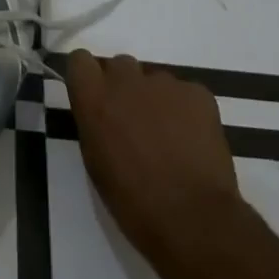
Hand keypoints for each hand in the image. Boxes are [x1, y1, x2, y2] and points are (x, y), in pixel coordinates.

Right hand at [65, 50, 261, 278]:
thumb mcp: (96, 162)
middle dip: (123, 87)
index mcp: (94, 98)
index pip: (80, 60)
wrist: (193, 218)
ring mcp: (165, 83)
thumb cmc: (133, 201)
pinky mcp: (198, 93)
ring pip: (154, 80)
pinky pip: (185, 93)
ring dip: (155, 100)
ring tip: (169, 137)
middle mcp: (126, 80)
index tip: (95, 97)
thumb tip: (103, 112)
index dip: (88, 77)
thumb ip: (94, 123)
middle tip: (133, 121)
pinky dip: (185, 110)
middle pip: (119, 65)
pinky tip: (192, 140)